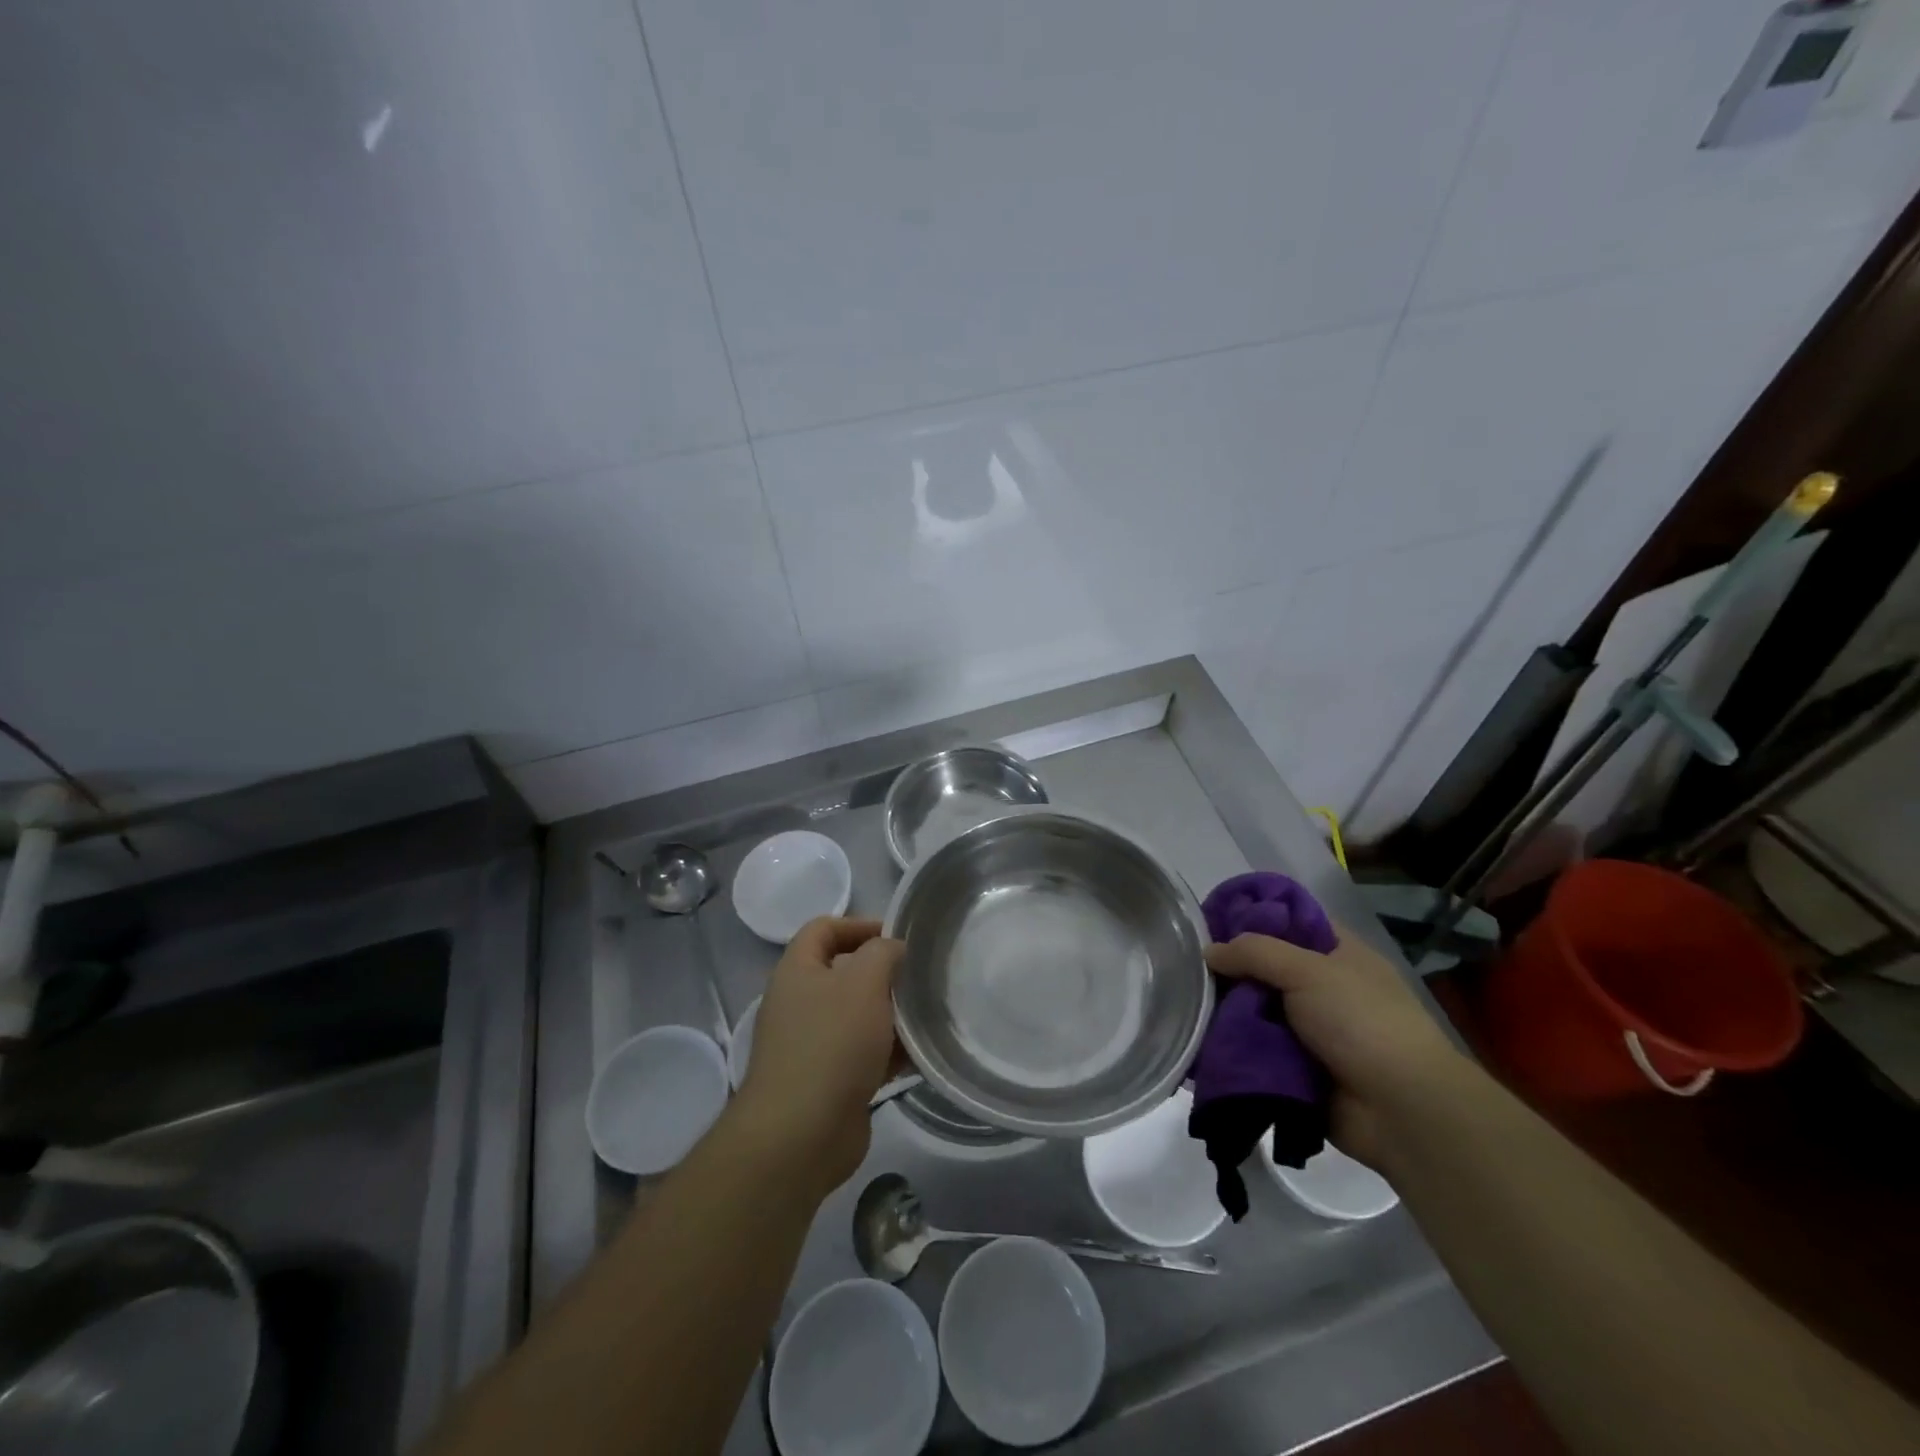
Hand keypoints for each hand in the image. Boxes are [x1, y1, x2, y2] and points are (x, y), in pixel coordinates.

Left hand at [732, 917, 903, 1198]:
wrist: (801, 1135)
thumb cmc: (831, 1043)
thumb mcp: (864, 982)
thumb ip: (883, 953)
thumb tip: (893, 949)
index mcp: (797, 971)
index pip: (823, 929)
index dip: (858, 924)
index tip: (897, 937)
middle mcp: (799, 1003)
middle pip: (844, 972)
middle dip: (882, 972)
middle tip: (919, 976)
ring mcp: (812, 1044)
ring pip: (857, 1015)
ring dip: (890, 1014)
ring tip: (928, 1014)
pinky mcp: (829, 1081)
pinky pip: (863, 1054)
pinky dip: (889, 1051)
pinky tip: (920, 1055)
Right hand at [1205, 924, 1468, 1167]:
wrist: (1402, 1111)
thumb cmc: (1362, 1022)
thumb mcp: (1307, 970)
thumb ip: (1254, 953)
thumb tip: (1208, 951)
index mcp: (1339, 954)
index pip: (1290, 921)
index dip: (1253, 917)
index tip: (1210, 921)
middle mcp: (1324, 988)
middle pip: (1267, 968)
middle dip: (1232, 970)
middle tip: (1190, 968)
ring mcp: (1312, 1031)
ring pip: (1257, 1011)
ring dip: (1229, 1012)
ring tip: (1189, 1005)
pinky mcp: (1298, 1069)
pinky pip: (1257, 1050)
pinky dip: (1235, 1048)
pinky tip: (1201, 1040)